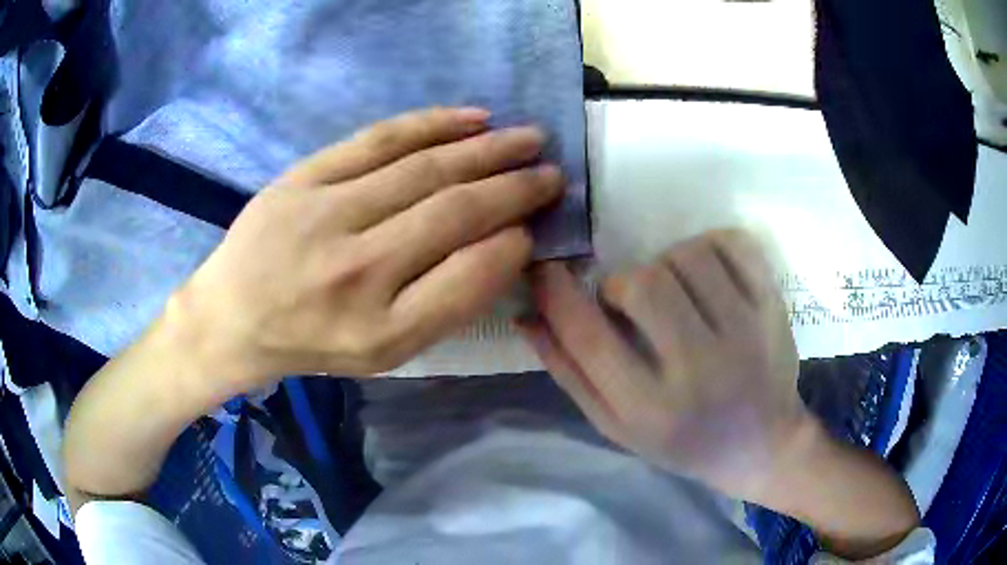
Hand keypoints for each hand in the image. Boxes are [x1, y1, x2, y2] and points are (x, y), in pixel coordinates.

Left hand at [173, 107, 562, 389]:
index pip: (468, 276)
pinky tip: (473, 118)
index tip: (536, 225)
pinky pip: (379, 140)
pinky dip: (433, 124)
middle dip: (516, 187)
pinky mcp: (304, 177)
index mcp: (380, 331)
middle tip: (553, 172)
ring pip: (425, 169)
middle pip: (454, 212)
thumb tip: (505, 243)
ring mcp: (326, 215)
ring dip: (487, 150)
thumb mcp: (383, 352)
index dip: (513, 244)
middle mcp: (357, 273)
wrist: (233, 315)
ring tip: (528, 139)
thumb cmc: (312, 340)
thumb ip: (445, 304)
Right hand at [522, 230, 808, 500]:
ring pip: (688, 256)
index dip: (556, 292)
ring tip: (676, 293)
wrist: (761, 446)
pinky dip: (712, 245)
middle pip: (643, 283)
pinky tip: (709, 273)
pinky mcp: (774, 308)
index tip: (546, 269)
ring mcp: (746, 333)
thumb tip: (527, 315)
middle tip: (631, 300)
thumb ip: (571, 373)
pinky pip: (734, 245)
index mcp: (650, 408)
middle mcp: (699, 370)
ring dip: (668, 263)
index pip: (588, 336)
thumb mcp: (618, 426)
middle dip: (623, 282)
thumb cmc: (683, 442)